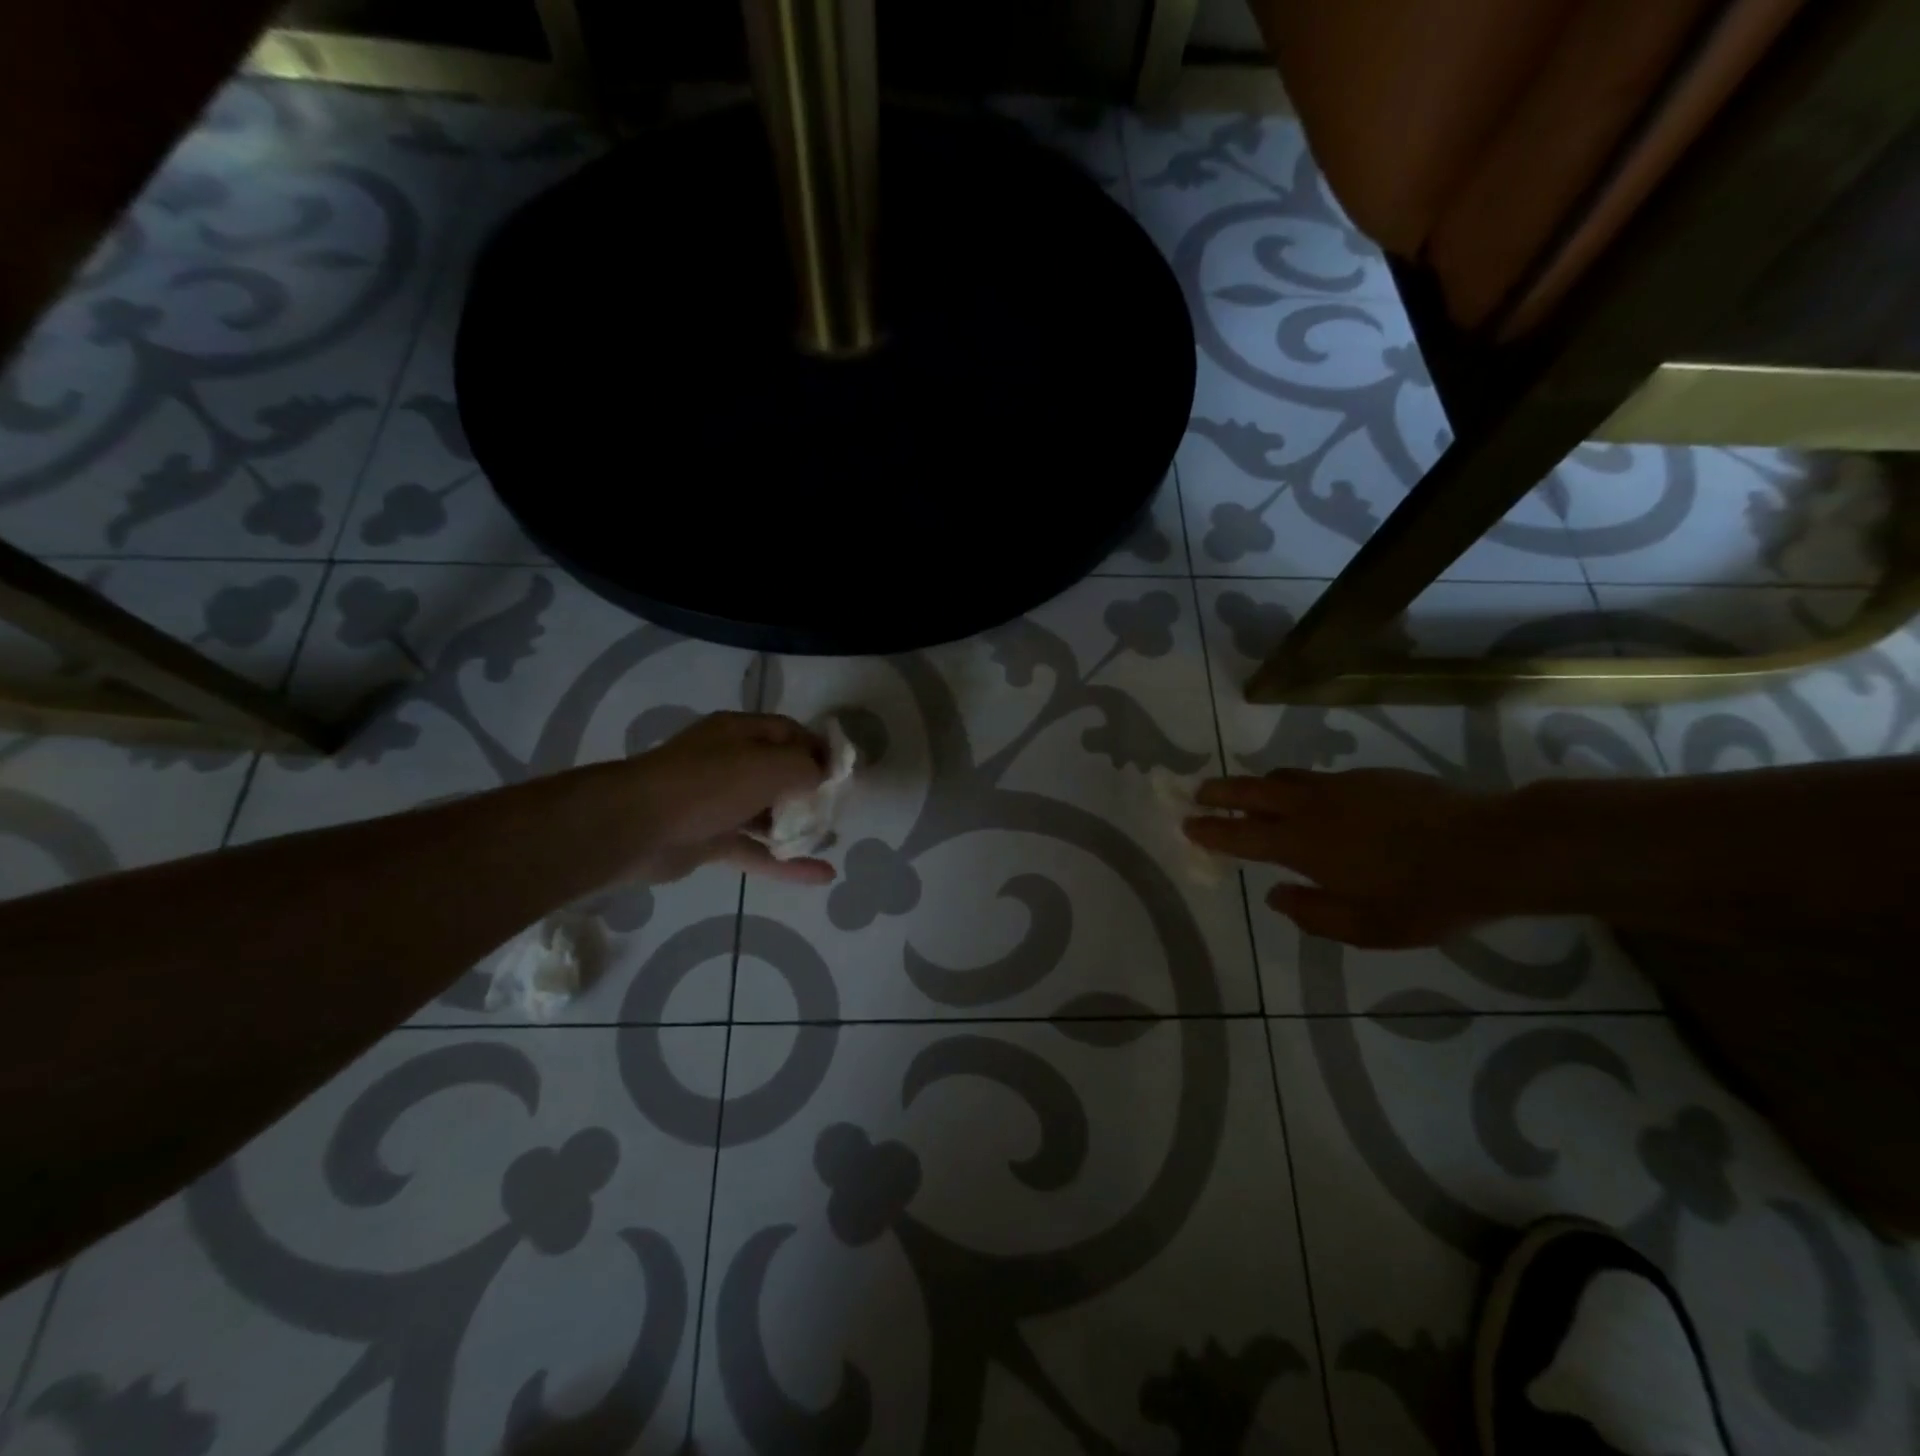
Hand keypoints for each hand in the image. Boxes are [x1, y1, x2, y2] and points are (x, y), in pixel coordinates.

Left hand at [625, 712, 835, 885]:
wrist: (635, 826)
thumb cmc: (708, 784)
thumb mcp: (768, 765)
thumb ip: (805, 767)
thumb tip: (823, 776)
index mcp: (740, 733)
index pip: (789, 733)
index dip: (819, 749)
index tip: (844, 774)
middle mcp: (730, 761)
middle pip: (780, 772)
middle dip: (811, 790)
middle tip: (838, 808)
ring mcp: (719, 802)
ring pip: (768, 812)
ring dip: (799, 826)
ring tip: (832, 838)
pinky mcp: (711, 838)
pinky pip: (757, 849)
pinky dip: (786, 862)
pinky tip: (821, 875)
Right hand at [1183, 769, 1493, 947]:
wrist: (1493, 848)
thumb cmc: (1426, 897)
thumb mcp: (1367, 928)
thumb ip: (1312, 914)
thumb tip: (1276, 896)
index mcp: (1303, 845)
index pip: (1241, 834)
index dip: (1210, 830)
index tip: (1187, 825)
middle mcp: (1312, 808)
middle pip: (1250, 791)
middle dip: (1219, 792)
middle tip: (1197, 793)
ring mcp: (1340, 785)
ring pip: (1283, 778)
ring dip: (1257, 785)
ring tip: (1248, 795)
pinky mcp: (1368, 775)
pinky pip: (1318, 778)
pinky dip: (1298, 787)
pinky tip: (1314, 802)